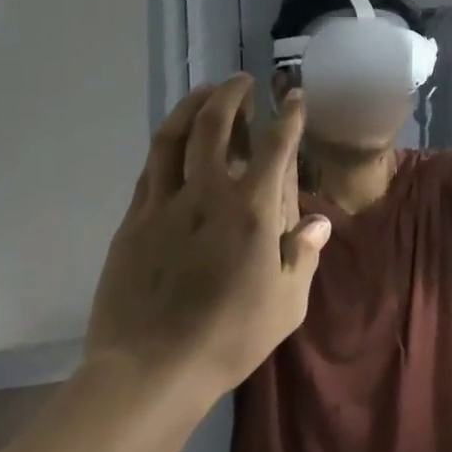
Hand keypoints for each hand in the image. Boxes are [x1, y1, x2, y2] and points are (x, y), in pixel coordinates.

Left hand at [84, 77, 330, 405]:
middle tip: (242, 81)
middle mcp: (208, 194)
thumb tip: (318, 223)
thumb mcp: (287, 303)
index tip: (294, 96)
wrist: (149, 371)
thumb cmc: (229, 337)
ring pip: (174, 137)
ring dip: (192, 106)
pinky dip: (167, 143)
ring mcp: (165, 204)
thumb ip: (304, 255)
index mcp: (252, 211)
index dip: (288, 115)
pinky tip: (174, 140)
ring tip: (205, 92)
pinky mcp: (133, 221)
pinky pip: (151, 167)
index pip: (275, 146)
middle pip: (216, 125)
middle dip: (231, 94)